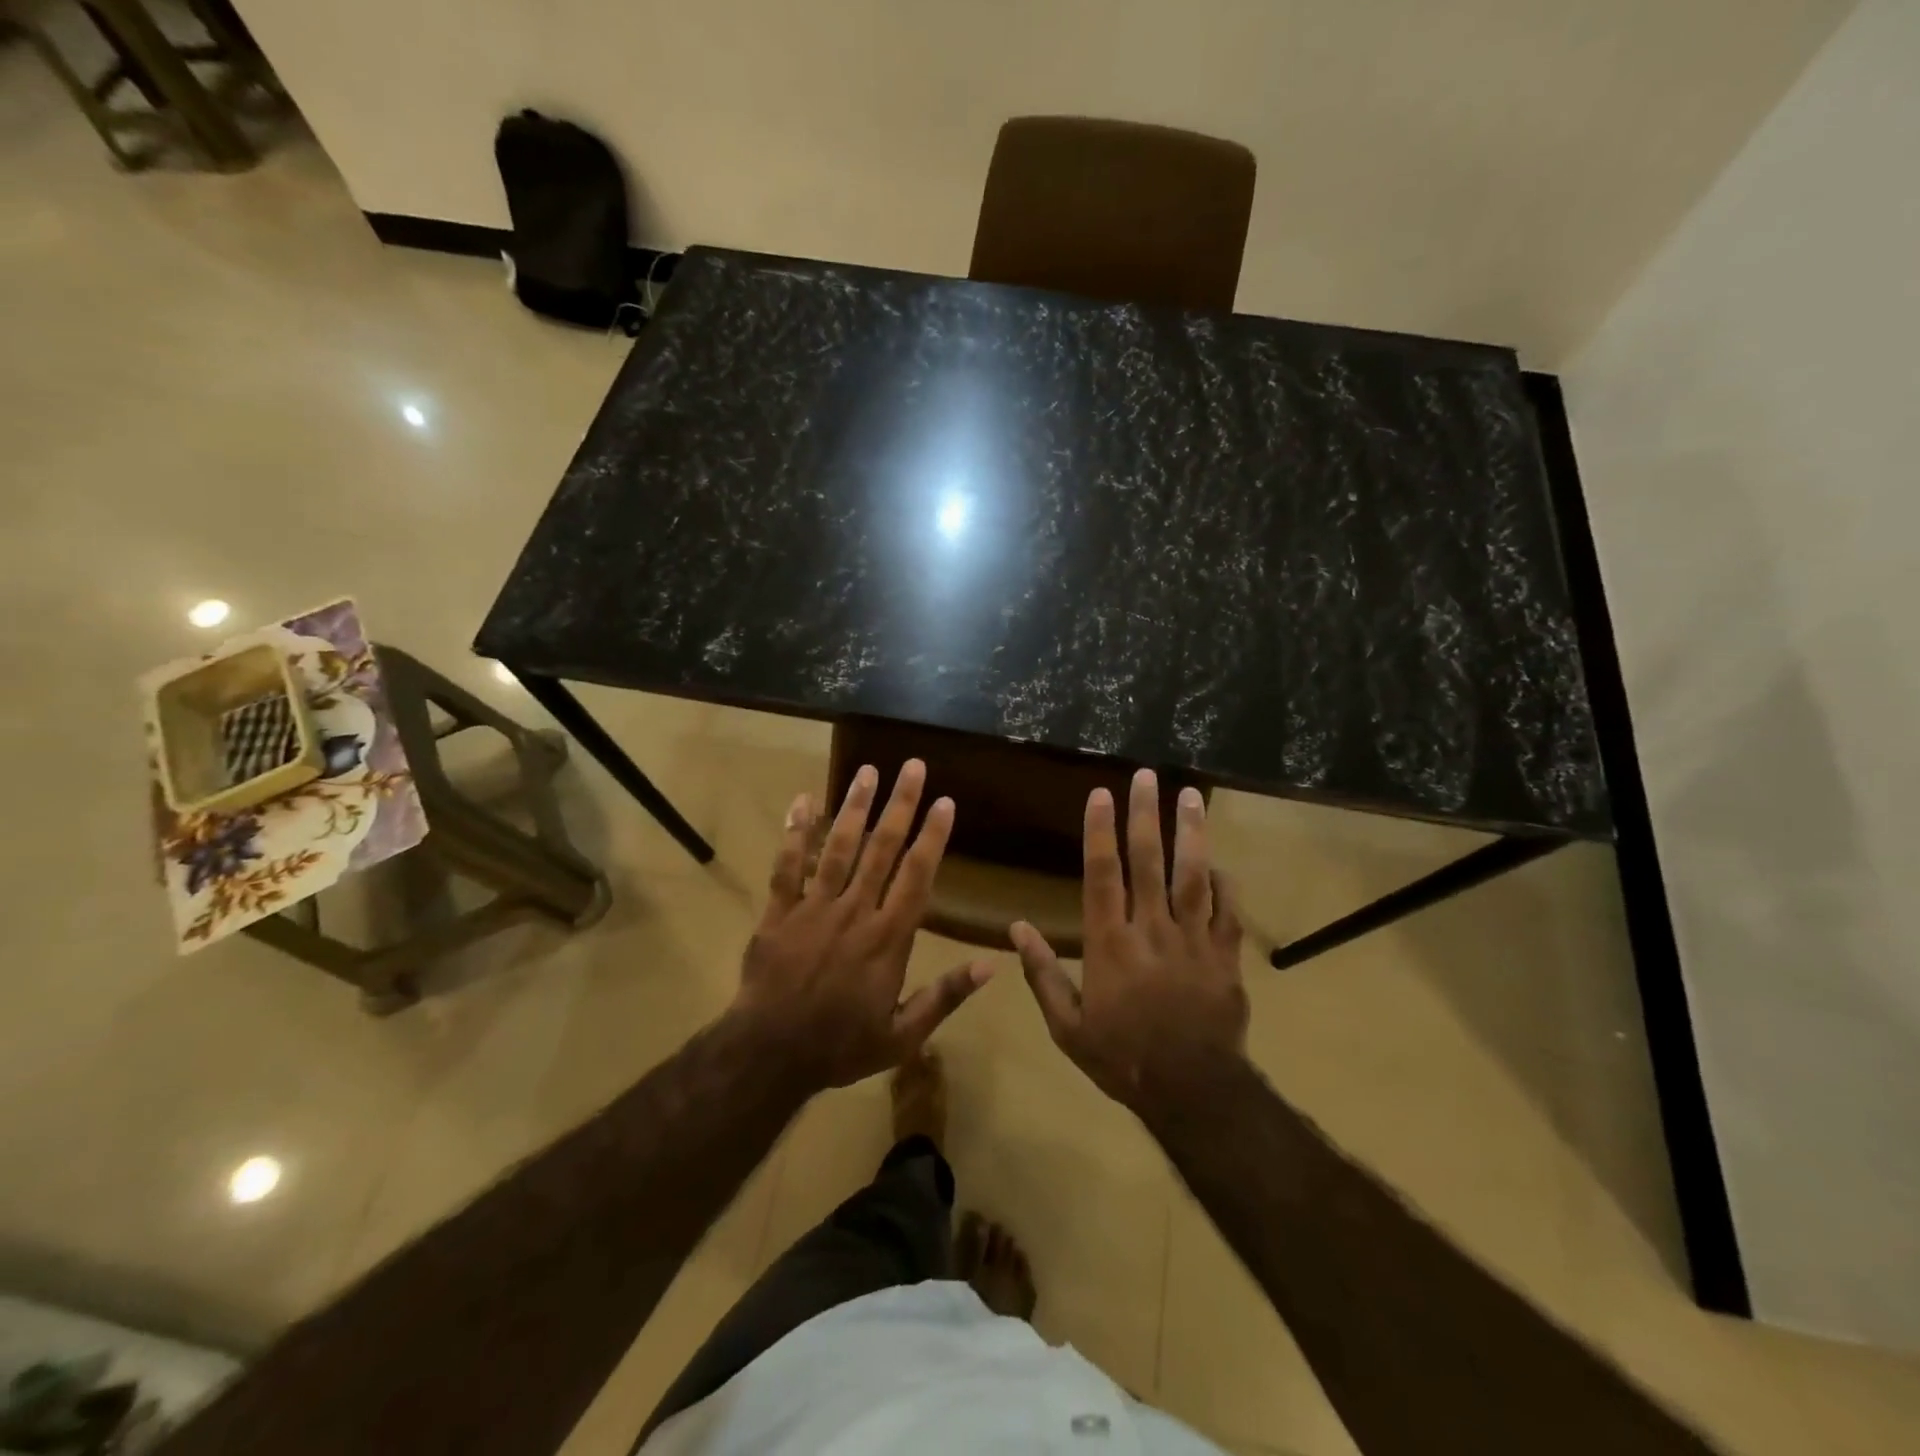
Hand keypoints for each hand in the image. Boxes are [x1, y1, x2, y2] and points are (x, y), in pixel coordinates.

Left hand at [733, 758, 990, 1092]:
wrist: (770, 1055)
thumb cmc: (841, 1047)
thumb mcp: (903, 1036)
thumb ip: (945, 996)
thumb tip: (992, 965)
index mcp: (888, 937)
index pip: (917, 875)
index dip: (932, 836)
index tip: (944, 802)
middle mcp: (854, 911)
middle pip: (881, 849)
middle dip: (899, 805)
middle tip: (912, 766)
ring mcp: (814, 907)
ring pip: (837, 847)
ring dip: (854, 806)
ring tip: (868, 770)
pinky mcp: (779, 912)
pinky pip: (787, 866)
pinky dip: (794, 832)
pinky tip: (802, 800)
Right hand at [1012, 769, 1246, 1119]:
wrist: (1191, 1091)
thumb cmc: (1122, 1057)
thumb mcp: (1067, 1026)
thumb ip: (1042, 973)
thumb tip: (1015, 929)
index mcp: (1110, 943)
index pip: (1103, 874)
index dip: (1101, 831)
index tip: (1101, 794)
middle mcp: (1151, 929)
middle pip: (1148, 861)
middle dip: (1146, 814)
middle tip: (1147, 776)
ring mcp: (1193, 940)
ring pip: (1193, 875)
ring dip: (1191, 832)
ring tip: (1191, 796)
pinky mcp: (1224, 956)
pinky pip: (1228, 910)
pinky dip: (1225, 883)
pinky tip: (1220, 861)